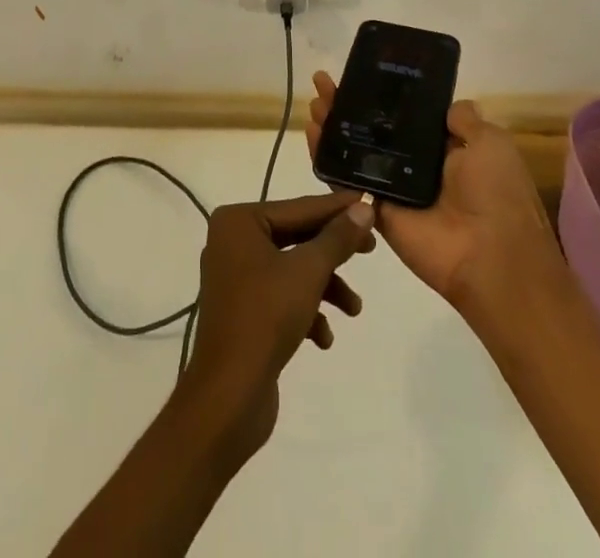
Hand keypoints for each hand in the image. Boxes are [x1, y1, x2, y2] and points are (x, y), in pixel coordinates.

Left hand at [178, 191, 376, 461]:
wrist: (228, 397)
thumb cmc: (266, 318)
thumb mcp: (309, 272)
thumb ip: (337, 238)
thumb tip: (363, 208)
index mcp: (239, 222)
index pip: (298, 208)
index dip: (337, 208)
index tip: (369, 202)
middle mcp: (233, 242)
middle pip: (296, 237)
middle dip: (333, 252)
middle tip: (371, 249)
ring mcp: (235, 278)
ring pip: (292, 270)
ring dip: (325, 288)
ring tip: (354, 309)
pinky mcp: (242, 312)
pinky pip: (281, 298)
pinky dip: (306, 312)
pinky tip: (323, 337)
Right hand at [306, 72, 562, 310]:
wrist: (492, 256)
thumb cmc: (497, 193)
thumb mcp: (490, 142)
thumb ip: (465, 120)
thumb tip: (447, 104)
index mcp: (446, 148)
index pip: (405, 115)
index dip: (382, 94)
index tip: (359, 74)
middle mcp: (417, 165)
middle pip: (373, 129)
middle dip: (348, 105)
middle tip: (324, 83)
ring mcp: (394, 188)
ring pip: (355, 151)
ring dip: (332, 126)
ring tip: (314, 102)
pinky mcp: (377, 210)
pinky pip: (347, 182)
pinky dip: (326, 159)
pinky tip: (311, 134)